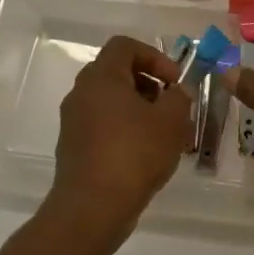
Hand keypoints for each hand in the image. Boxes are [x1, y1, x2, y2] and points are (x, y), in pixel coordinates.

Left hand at [51, 36, 189, 236]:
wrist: (92, 208)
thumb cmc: (134, 154)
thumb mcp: (171, 121)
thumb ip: (180, 97)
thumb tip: (178, 91)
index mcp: (101, 78)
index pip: (124, 46)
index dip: (154, 56)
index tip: (173, 81)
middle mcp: (81, 93)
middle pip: (116, 72)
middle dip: (148, 84)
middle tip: (170, 105)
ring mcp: (74, 121)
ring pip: (110, 101)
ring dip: (138, 108)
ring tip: (164, 133)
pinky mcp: (73, 147)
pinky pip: (102, 125)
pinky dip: (124, 129)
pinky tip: (146, 154)